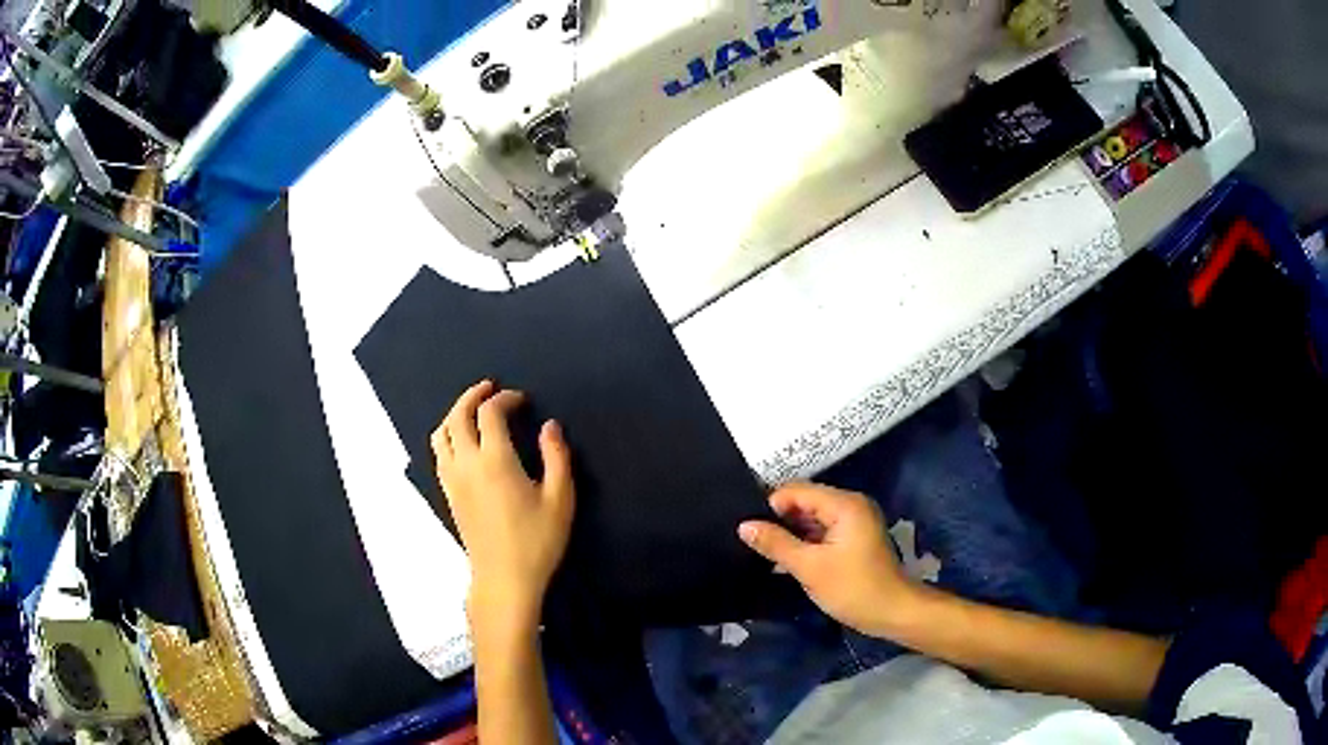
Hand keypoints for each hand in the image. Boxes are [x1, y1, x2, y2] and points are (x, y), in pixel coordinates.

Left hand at [432, 380, 574, 630]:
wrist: (504, 578)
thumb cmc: (536, 540)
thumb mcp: (560, 499)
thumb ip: (557, 457)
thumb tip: (550, 426)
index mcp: (495, 459)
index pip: (489, 413)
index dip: (504, 399)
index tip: (521, 400)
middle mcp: (466, 463)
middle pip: (457, 416)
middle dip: (472, 396)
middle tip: (490, 388)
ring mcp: (452, 479)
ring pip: (442, 433)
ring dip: (455, 414)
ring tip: (472, 411)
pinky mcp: (449, 494)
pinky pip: (439, 453)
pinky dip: (448, 436)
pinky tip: (462, 442)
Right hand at [739, 483, 918, 636]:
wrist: (893, 612)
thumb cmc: (852, 588)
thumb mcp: (809, 567)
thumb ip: (776, 543)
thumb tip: (744, 526)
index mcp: (844, 504)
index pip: (797, 491)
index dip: (771, 506)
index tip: (749, 529)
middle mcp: (850, 505)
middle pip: (805, 501)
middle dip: (779, 519)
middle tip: (752, 540)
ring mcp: (854, 522)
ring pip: (812, 518)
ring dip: (791, 532)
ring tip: (763, 550)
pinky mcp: (854, 538)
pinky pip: (822, 531)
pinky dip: (805, 542)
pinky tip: (785, 558)